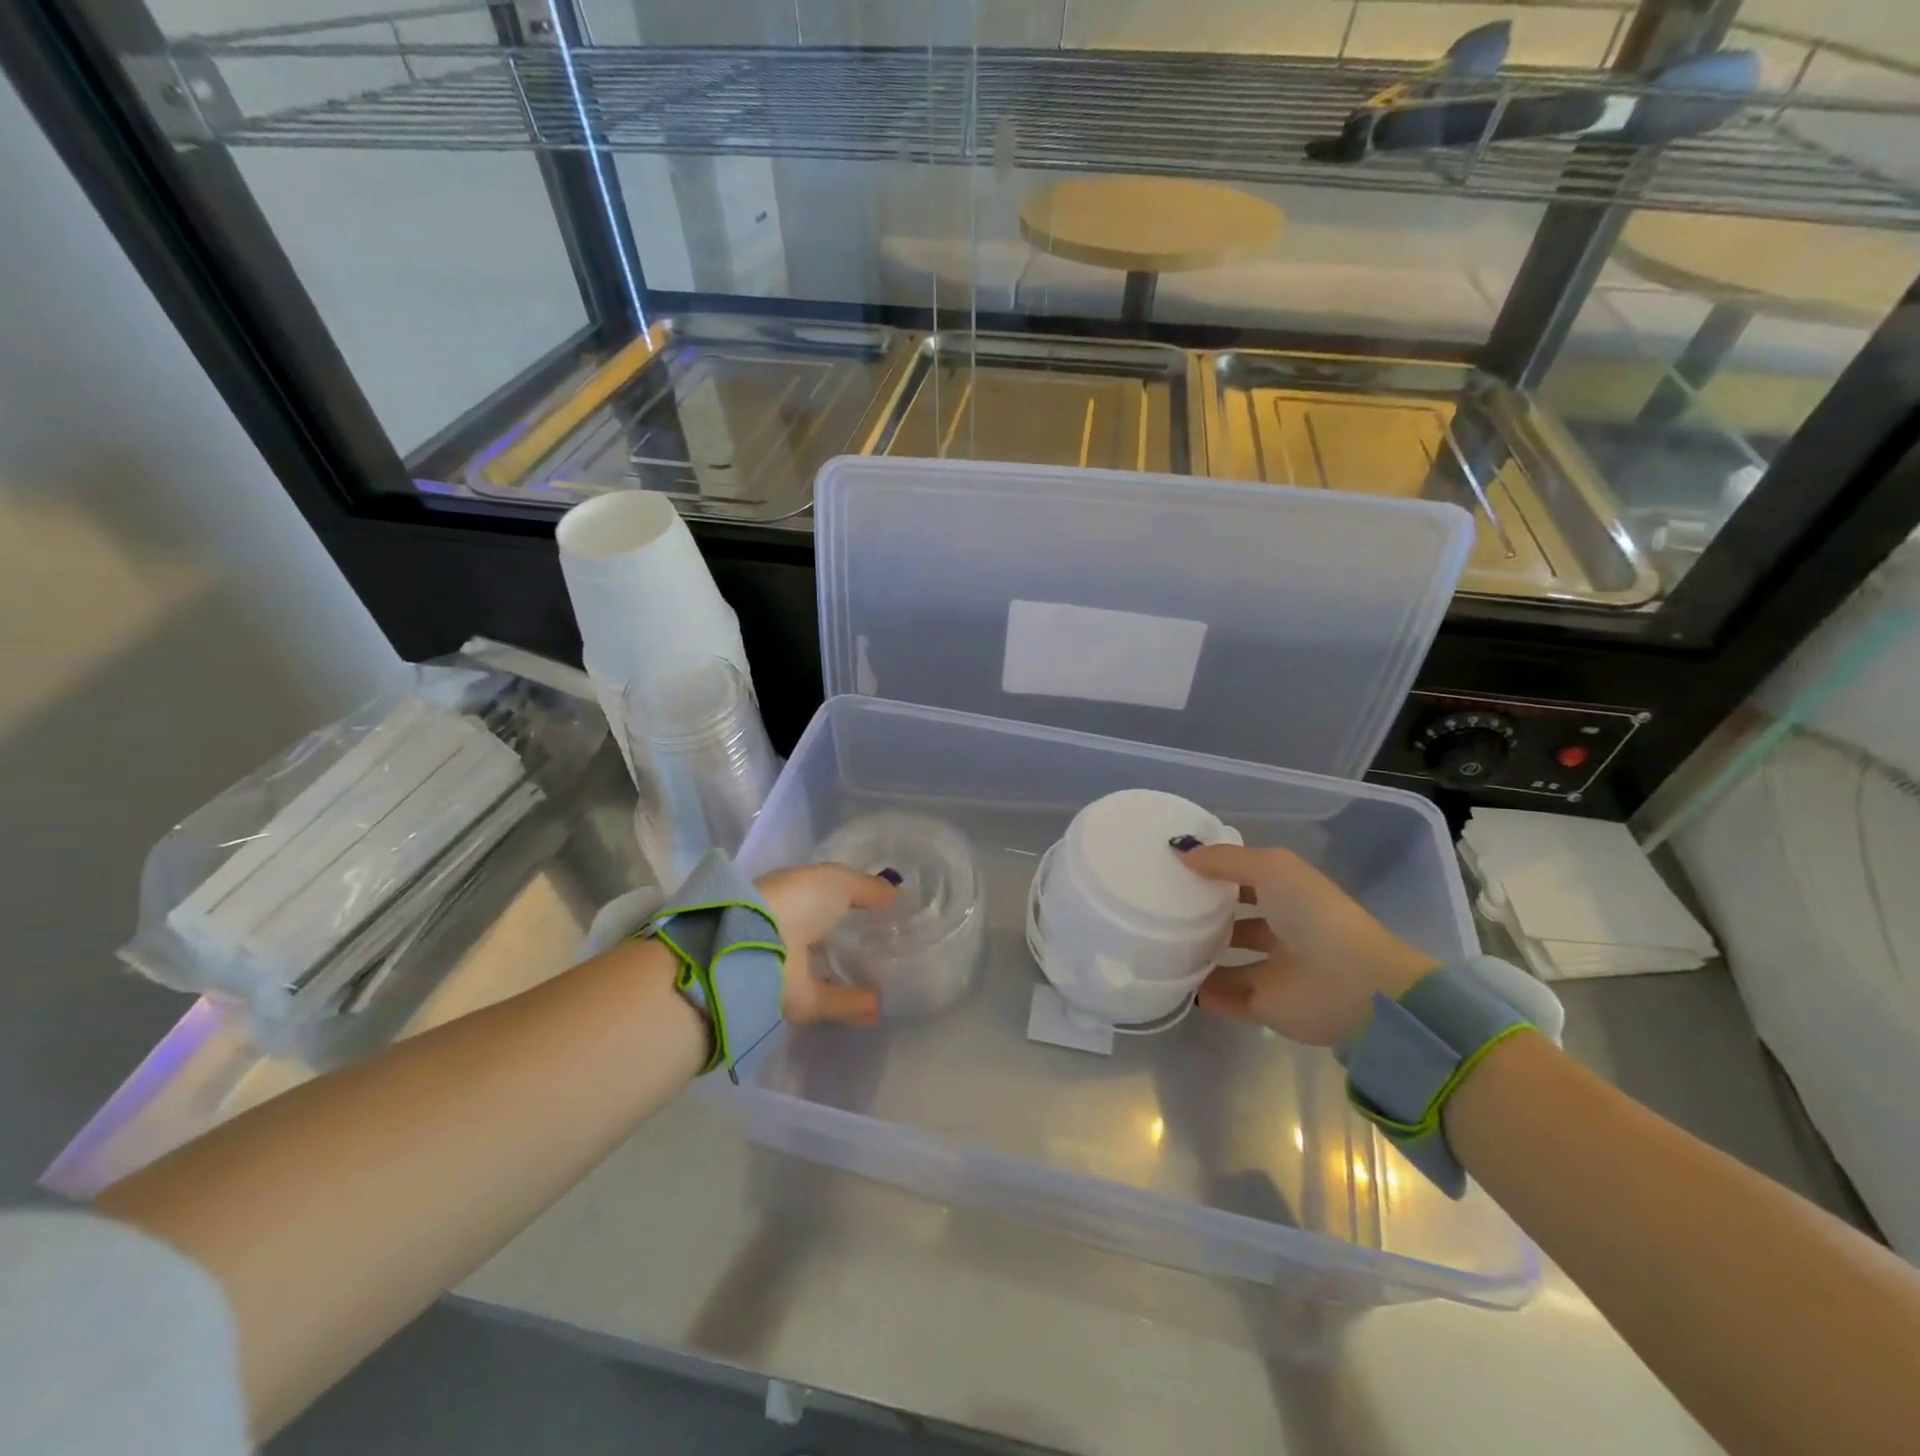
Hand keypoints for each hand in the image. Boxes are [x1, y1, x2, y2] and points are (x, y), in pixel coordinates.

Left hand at [755, 863, 899, 1026]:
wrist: (756, 949)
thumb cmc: (795, 901)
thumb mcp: (837, 881)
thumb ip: (867, 887)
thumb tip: (897, 893)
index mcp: (791, 894)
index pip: (822, 895)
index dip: (849, 898)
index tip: (880, 904)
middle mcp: (787, 929)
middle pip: (823, 933)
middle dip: (848, 935)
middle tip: (888, 940)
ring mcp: (789, 967)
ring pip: (824, 969)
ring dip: (850, 972)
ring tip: (888, 975)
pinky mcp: (795, 1002)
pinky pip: (831, 1000)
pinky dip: (854, 1003)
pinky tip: (881, 1005)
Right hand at [1174, 843, 1438, 1046]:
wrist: (1355, 988)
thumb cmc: (1314, 915)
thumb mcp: (1271, 868)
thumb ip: (1224, 859)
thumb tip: (1179, 852)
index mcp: (1289, 895)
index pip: (1245, 879)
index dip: (1214, 871)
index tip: (1172, 867)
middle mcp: (1282, 930)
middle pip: (1235, 920)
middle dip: (1203, 914)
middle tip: (1158, 905)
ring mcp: (1274, 971)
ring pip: (1228, 960)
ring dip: (1199, 953)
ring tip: (1158, 942)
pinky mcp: (1266, 1007)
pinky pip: (1225, 997)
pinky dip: (1201, 991)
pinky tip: (1170, 977)